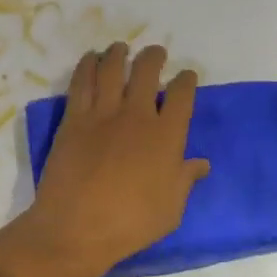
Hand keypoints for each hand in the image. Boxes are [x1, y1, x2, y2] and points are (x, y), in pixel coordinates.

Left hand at [29, 44, 209, 276]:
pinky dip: (88, 65)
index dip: (186, 81)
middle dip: (154, 57)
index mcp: (166, 136)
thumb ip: (186, 180)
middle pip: (147, 71)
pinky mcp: (74, 118)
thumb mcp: (171, 209)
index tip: (186, 76)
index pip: (182, 95)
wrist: (76, 228)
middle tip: (156, 54)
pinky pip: (82, 82)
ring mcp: (103, 113)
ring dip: (119, 54)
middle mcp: (137, 116)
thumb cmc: (131, 223)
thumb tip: (202, 163)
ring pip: (113, 69)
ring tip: (121, 48)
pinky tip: (91, 59)